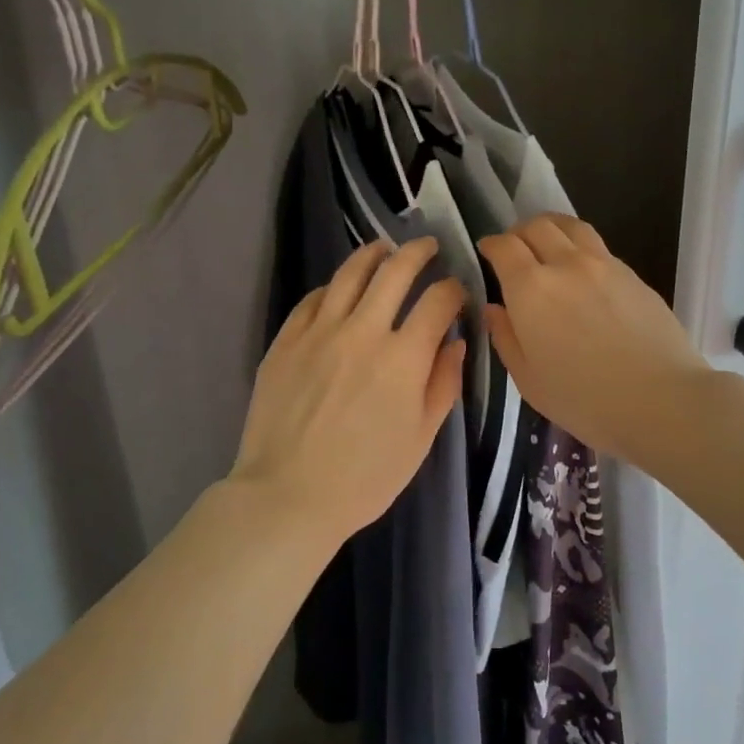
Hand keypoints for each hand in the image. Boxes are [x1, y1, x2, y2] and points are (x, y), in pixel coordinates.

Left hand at [233, 238, 464, 544]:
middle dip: (418, 253)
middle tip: (428, 248)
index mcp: (403, 357)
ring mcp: (319, 331)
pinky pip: (313, 299)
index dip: (454, 290)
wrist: (288, 496)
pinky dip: (333, 287)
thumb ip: (443, 384)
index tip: (457, 292)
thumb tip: (455, 342)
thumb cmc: (365, 477)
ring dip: (373, 254)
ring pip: (350, 273)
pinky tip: (339, 289)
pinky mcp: (286, 340)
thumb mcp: (421, 438)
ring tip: (384, 249)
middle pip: (395, 271)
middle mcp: (363, 331)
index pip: (438, 301)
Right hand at [478, 215, 709, 466]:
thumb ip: (506, 337)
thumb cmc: (584, 400)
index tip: (486, 251)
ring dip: (552, 229)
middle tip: (515, 249)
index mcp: (531, 288)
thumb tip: (495, 308)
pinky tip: (583, 271)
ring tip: (548, 245)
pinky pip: (598, 246)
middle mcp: (566, 264)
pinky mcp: (633, 274)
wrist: (662, 400)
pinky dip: (580, 247)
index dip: (491, 244)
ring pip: (571, 226)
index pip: (505, 246)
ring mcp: (604, 265)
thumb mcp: (528, 380)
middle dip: (519, 232)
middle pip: (538, 226)